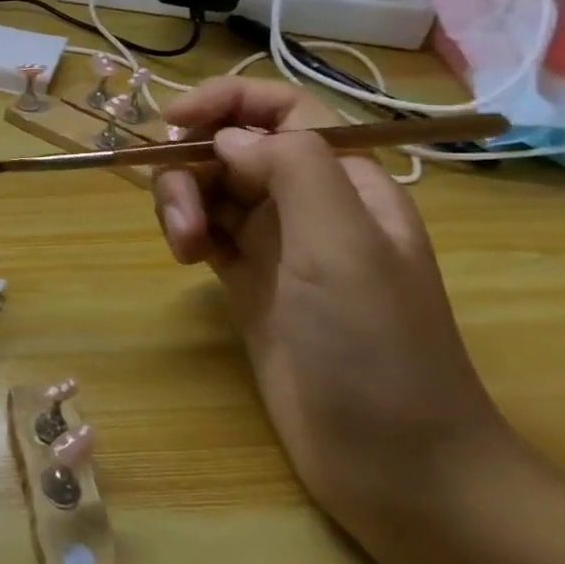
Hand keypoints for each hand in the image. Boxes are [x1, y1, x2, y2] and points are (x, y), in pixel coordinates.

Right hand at [150, 78, 508, 528]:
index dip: (225, 101)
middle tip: (180, 219)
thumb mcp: (342, 246)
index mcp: (346, 182)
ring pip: (208, 188)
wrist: (393, 462)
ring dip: (180, 203)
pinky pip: (202, 229)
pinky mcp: (246, 279)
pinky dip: (183, 231)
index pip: (281, 110)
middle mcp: (309, 203)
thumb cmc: (377, 347)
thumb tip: (227, 138)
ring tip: (181, 249)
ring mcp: (276, 244)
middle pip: (230, 148)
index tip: (171, 121)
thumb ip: (292, 169)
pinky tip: (184, 258)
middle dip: (191, 167)